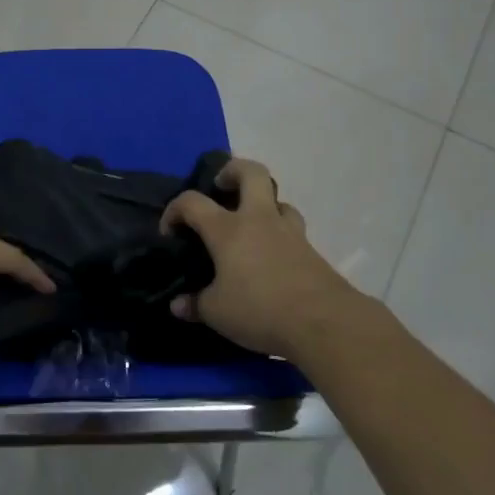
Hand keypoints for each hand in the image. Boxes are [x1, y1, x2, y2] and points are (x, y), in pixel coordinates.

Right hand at [159, 158, 354, 361]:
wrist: (324, 322)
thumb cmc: (260, 310)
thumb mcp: (217, 313)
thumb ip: (195, 305)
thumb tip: (178, 305)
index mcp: (227, 229)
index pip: (192, 202)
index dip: (174, 210)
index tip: (170, 232)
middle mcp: (258, 220)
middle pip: (250, 172)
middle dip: (232, 171)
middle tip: (221, 187)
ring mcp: (289, 232)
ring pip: (277, 200)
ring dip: (262, 204)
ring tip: (251, 225)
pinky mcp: (311, 250)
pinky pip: (292, 229)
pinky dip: (279, 234)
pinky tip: (272, 257)